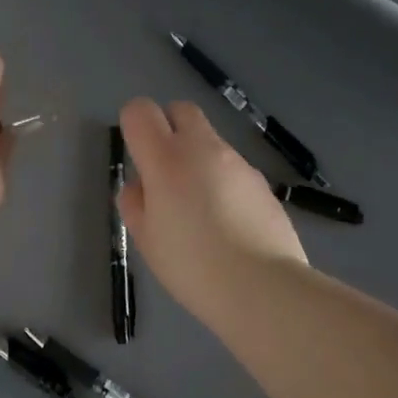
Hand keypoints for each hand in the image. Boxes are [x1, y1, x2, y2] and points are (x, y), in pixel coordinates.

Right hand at [117, 98, 307, 321]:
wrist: (263, 287)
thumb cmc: (192, 265)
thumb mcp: (146, 240)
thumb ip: (135, 204)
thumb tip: (142, 186)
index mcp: (166, 158)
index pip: (140, 111)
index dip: (133, 126)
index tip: (137, 158)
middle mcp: (203, 148)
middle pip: (181, 109)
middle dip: (168, 127)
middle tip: (164, 171)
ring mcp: (238, 162)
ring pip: (210, 141)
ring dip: (198, 159)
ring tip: (200, 210)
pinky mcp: (262, 182)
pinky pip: (233, 169)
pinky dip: (223, 182)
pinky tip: (228, 224)